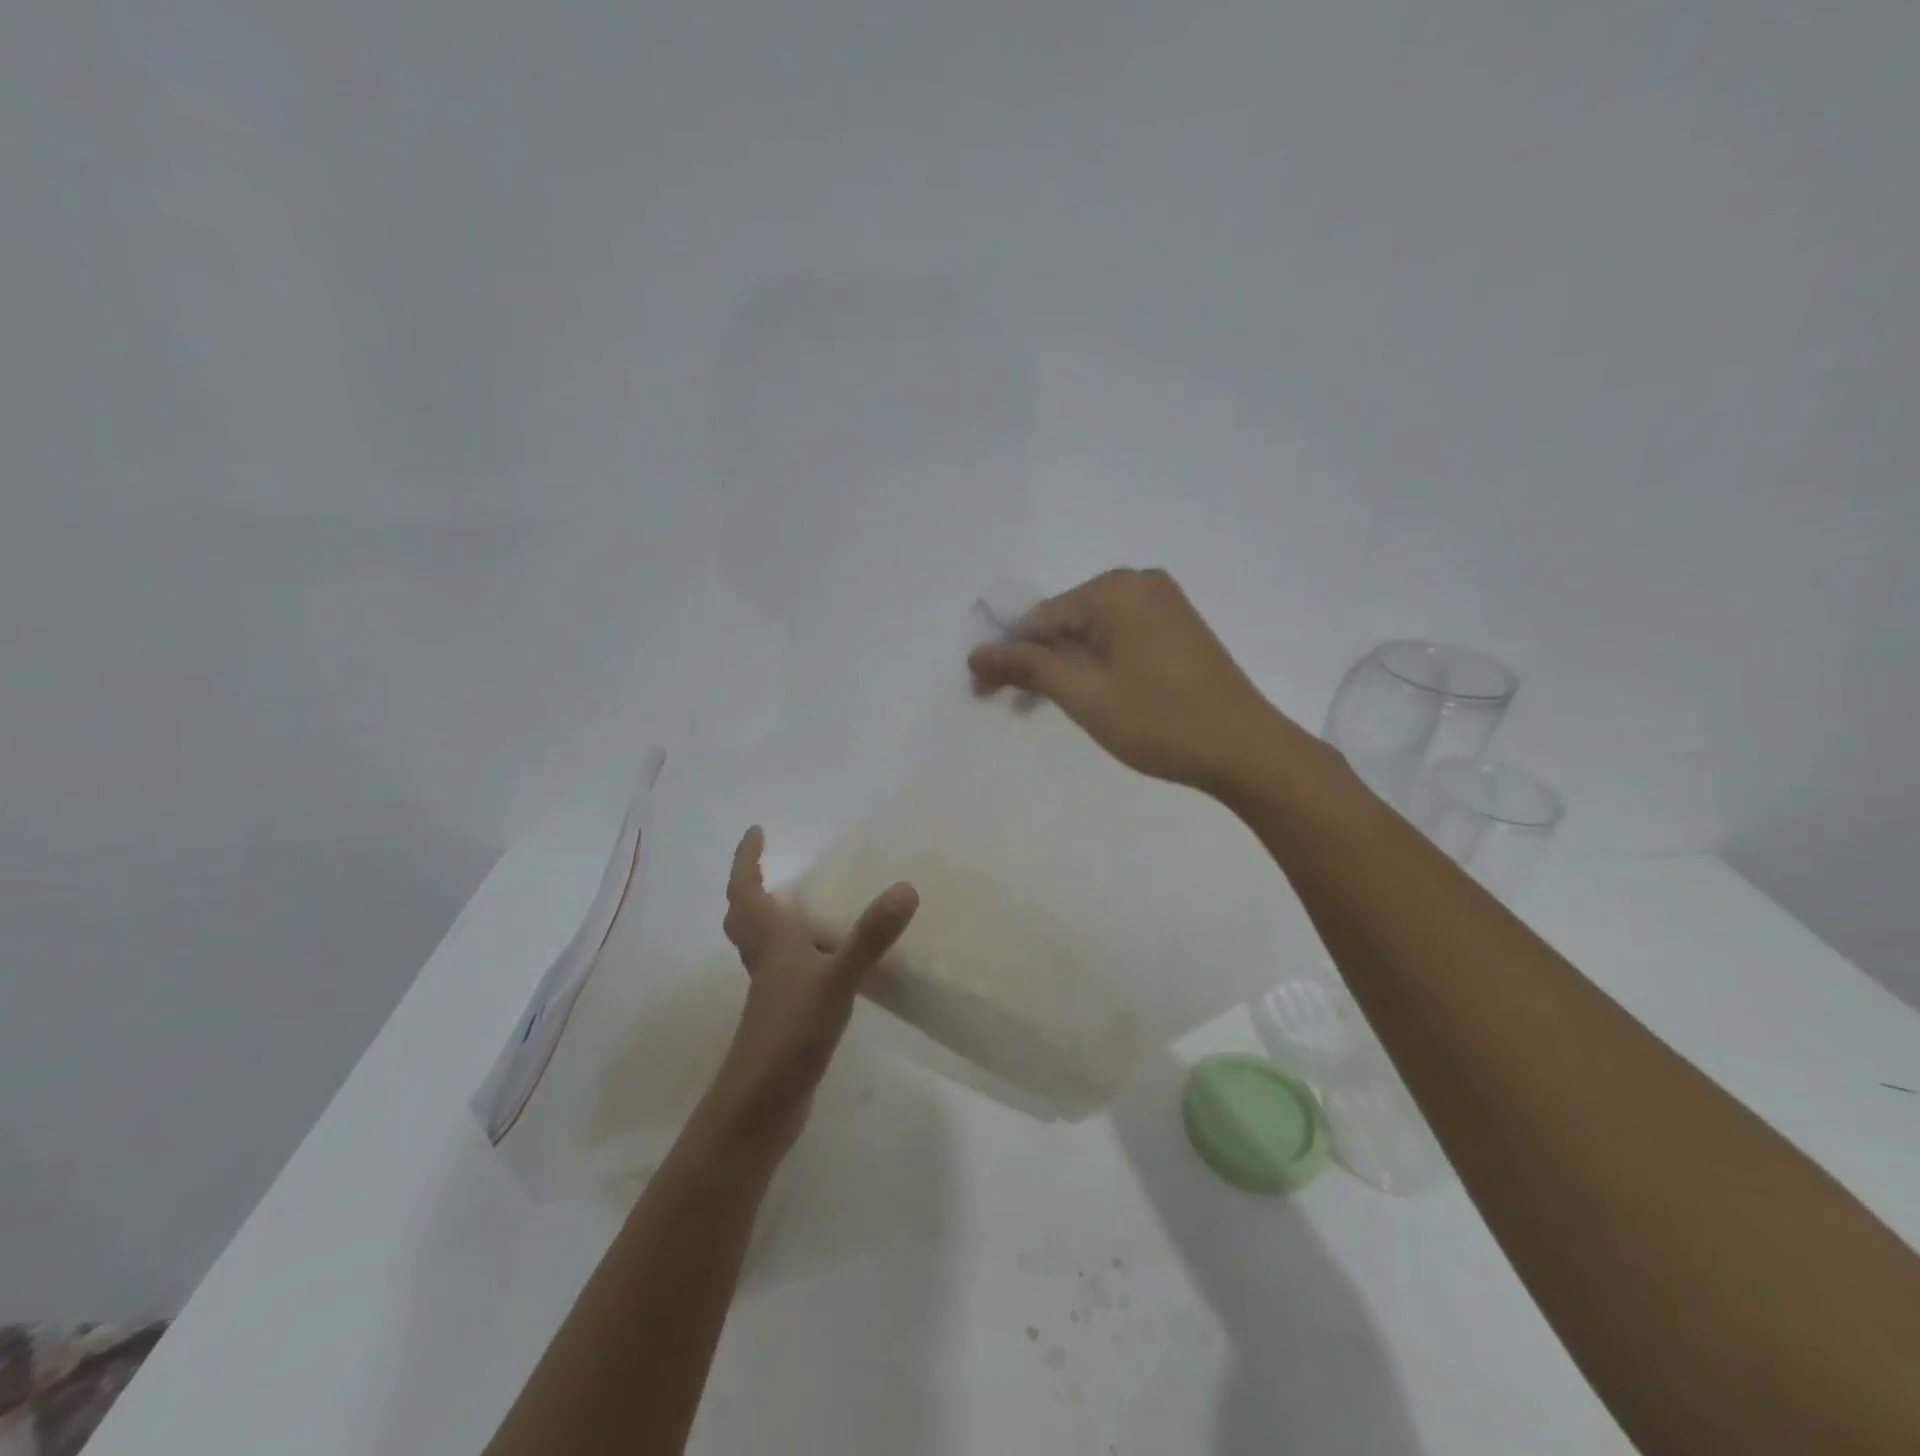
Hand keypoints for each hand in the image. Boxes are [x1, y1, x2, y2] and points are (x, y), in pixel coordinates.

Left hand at [709, 826, 917, 1152]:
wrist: (760, 1109)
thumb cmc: (789, 1035)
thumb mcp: (836, 980)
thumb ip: (870, 937)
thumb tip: (905, 887)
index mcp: (770, 942)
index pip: (746, 890)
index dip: (746, 859)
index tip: (756, 831)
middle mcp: (765, 961)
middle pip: (744, 917)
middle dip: (750, 887)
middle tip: (768, 866)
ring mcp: (771, 992)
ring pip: (761, 944)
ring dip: (770, 919)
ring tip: (801, 904)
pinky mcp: (782, 1017)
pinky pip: (783, 970)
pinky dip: (795, 954)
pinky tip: (824, 962)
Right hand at [968, 567, 1312, 794]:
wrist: (1246, 750)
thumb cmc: (1159, 721)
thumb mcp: (1085, 695)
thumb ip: (1029, 667)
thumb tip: (977, 653)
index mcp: (1116, 590)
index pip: (1041, 618)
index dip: (1005, 654)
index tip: (978, 688)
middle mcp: (1140, 583)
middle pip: (1065, 621)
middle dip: (1033, 660)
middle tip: (1003, 701)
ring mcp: (1164, 604)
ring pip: (1092, 632)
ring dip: (1062, 666)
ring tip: (1036, 705)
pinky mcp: (1178, 628)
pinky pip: (1119, 637)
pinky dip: (1094, 663)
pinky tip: (1082, 691)